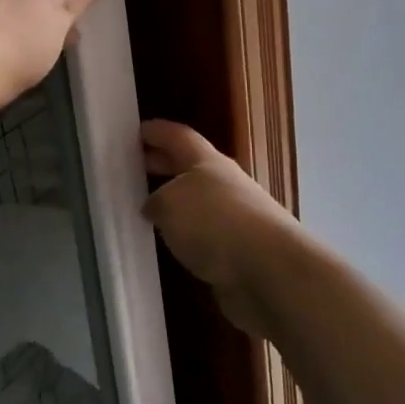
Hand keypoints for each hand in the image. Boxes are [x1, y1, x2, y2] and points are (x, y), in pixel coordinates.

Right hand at [141, 121, 295, 337]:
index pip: (179, 137)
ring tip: (146, 210)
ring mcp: (236, 219)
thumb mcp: (169, 203)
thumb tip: (154, 207)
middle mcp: (224, 184)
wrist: (270, 272)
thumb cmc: (215, 222)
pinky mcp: (240, 252)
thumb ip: (155, 201)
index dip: (157, 132)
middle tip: (134, 168)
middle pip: (189, 168)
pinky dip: (187, 237)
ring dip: (175, 204)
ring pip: (198, 203)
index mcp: (208, 162)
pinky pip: (205, 236)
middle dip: (163, 165)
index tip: (136, 131)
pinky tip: (171, 246)